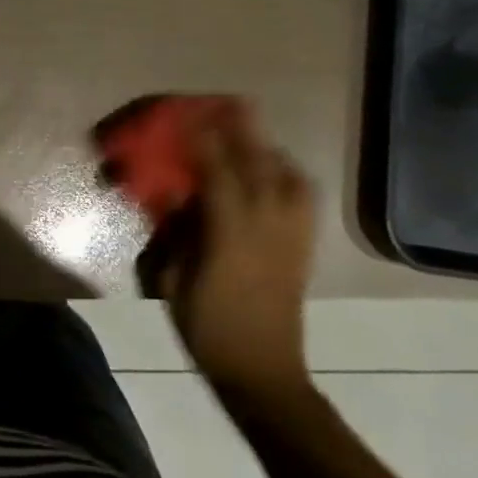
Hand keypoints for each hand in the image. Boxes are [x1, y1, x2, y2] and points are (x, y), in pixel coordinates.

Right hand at [137, 99, 315, 400]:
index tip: (190, 114)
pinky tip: (275, 176)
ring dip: (270, 151)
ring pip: (290, 178)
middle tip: (232, 103)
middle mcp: (267, 226)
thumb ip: (174, 234)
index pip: (218, 173)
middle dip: (244, 132)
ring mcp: (292, 237)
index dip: (204, 140)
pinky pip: (303, 199)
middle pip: (259, 166)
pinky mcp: (304, 248)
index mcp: (231, 235)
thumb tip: (174, 198)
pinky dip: (290, 176)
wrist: (264, 374)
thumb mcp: (173, 282)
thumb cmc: (208, 329)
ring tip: (251, 138)